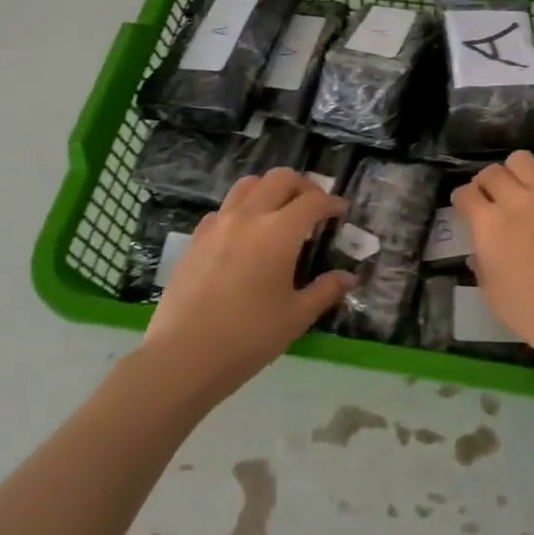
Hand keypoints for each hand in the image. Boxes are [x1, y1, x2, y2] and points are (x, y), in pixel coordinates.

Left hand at [144, 168, 352, 398]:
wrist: (184, 355)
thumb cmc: (249, 337)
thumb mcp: (296, 316)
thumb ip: (325, 291)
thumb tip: (349, 278)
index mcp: (279, 232)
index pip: (313, 202)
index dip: (332, 203)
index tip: (341, 212)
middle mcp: (249, 216)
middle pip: (280, 179)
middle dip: (303, 186)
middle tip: (314, 207)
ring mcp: (218, 224)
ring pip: (248, 185)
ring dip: (270, 190)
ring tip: (279, 212)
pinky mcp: (196, 238)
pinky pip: (223, 209)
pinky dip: (242, 210)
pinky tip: (245, 236)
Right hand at [450, 154, 533, 368]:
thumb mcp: (493, 297)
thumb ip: (482, 267)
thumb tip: (479, 253)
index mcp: (489, 225)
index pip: (465, 194)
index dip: (462, 198)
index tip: (465, 206)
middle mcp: (516, 201)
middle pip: (492, 172)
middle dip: (486, 182)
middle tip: (493, 197)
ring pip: (524, 160)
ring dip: (518, 171)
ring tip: (524, 187)